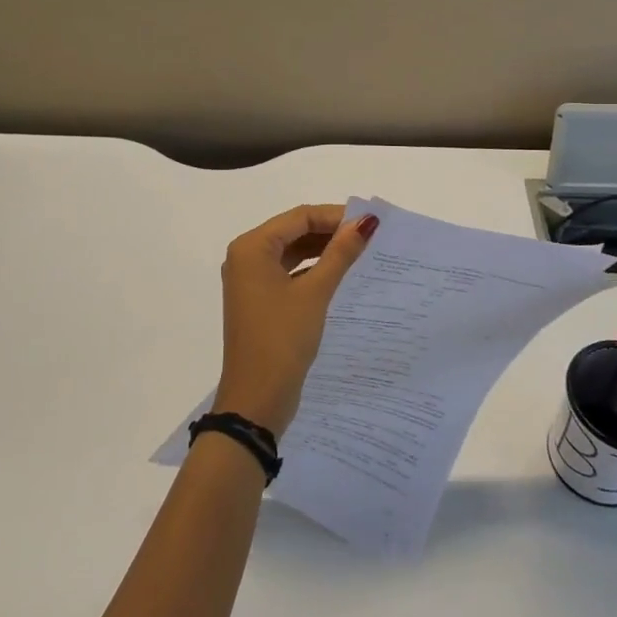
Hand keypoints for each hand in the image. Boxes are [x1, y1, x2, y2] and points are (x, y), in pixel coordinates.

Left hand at [213, 205, 378, 435]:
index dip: (335, 216)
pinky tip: (339, 275)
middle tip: (369, 237)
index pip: (299, 217)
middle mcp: (246, 257)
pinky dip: (312, 270)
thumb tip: (366, 222)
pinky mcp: (259, 301)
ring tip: (360, 253)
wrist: (257, 399)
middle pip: (294, 231)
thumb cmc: (282, 339)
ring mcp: (250, 281)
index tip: (370, 224)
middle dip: (330, 231)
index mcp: (251, 247)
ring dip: (323, 250)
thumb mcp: (315, 292)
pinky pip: (288, 272)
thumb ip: (340, 253)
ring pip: (292, 252)